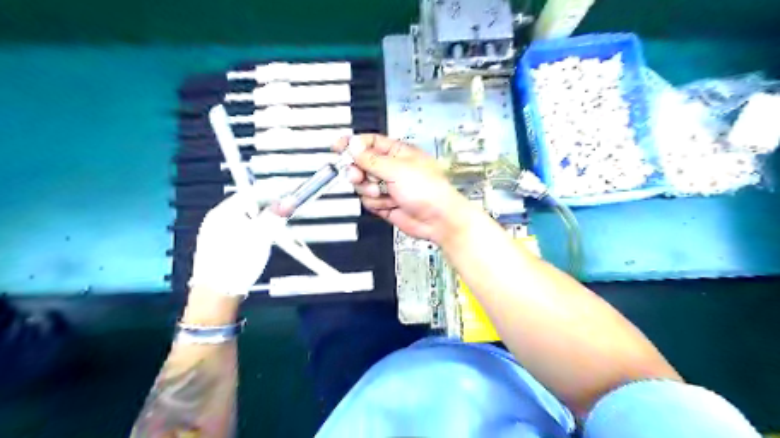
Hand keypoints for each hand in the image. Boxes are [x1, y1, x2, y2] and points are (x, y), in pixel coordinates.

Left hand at [187, 180, 286, 296]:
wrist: (216, 295)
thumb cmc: (237, 262)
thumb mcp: (260, 238)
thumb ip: (275, 217)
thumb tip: (290, 200)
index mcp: (224, 211)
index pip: (253, 191)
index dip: (274, 188)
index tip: (291, 187)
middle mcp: (218, 217)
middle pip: (249, 202)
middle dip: (270, 201)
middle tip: (288, 204)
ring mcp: (216, 231)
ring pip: (246, 215)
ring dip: (264, 214)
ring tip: (279, 219)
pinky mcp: (219, 243)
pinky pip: (241, 226)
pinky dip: (256, 225)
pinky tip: (264, 234)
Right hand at [333, 133, 468, 243]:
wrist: (438, 220)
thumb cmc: (428, 190)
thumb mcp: (397, 169)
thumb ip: (371, 159)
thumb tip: (353, 145)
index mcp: (397, 153)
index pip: (369, 143)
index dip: (353, 144)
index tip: (337, 147)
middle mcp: (391, 168)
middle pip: (361, 164)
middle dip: (358, 171)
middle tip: (358, 175)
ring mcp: (388, 187)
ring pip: (363, 184)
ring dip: (369, 190)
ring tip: (382, 193)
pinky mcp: (385, 204)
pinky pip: (369, 201)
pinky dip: (376, 203)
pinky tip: (389, 204)